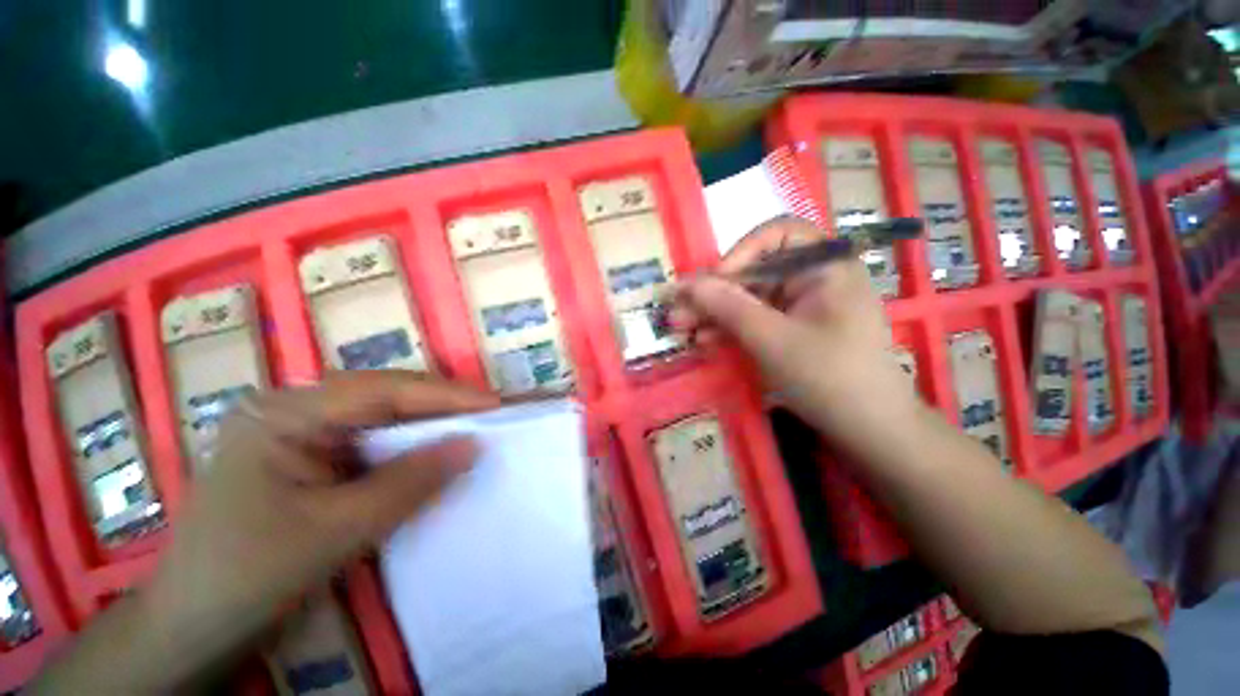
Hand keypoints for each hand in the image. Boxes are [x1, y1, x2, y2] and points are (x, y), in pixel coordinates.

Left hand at [138, 371, 497, 687]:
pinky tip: (433, 454)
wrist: (194, 628)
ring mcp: (300, 432)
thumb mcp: (337, 530)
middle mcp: (292, 410)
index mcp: (283, 414)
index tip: (494, 405)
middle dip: (440, 406)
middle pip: (383, 396)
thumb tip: (473, 445)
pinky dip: (408, 449)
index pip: (381, 390)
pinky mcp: (310, 457)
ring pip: (381, 417)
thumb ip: (411, 482)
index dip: (444, 395)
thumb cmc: (249, 576)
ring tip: (471, 430)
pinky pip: (372, 442)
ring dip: (428, 426)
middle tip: (489, 416)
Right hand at [672, 216, 920, 453]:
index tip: (713, 284)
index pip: (776, 235)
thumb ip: (728, 307)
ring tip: (682, 331)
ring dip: (715, 314)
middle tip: (677, 313)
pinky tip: (706, 341)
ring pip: (750, 299)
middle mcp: (814, 278)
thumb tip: (686, 283)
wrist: (870, 431)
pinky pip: (757, 320)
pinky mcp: (794, 329)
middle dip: (714, 294)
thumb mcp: (772, 339)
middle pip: (755, 272)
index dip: (739, 254)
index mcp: (824, 265)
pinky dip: (731, 329)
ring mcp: (803, 306)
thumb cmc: (828, 377)